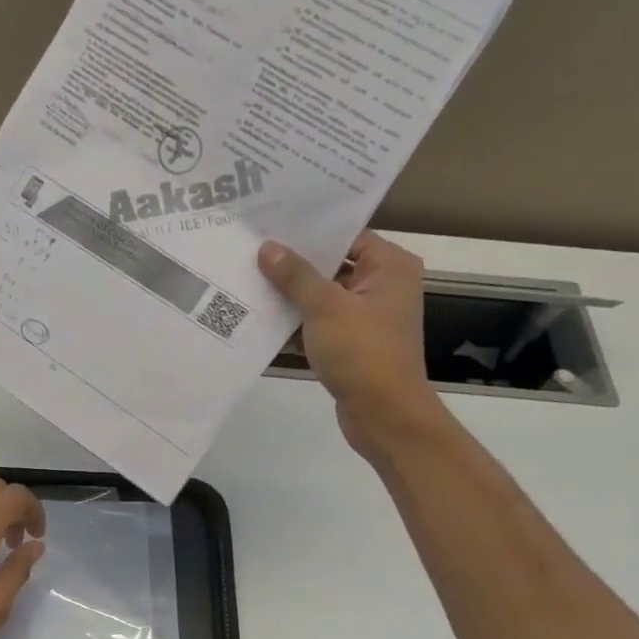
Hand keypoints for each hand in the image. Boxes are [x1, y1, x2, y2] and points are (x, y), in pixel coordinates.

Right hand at [259, 232, 438, 460]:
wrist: (384, 415)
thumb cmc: (362, 352)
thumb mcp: (325, 307)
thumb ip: (295, 275)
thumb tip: (268, 248)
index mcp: (390, 266)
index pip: (347, 235)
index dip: (310, 231)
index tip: (271, 223)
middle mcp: (383, 287)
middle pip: (332, 266)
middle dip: (294, 264)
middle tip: (252, 251)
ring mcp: (367, 319)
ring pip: (323, 298)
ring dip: (291, 297)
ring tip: (248, 281)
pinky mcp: (352, 346)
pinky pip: (320, 326)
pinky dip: (296, 326)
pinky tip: (261, 321)